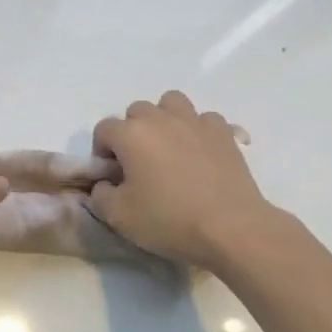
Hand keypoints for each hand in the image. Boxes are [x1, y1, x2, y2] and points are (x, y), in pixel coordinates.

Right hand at [88, 91, 300, 270]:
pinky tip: (200, 152)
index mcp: (131, 134)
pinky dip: (199, 130)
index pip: (104, 129)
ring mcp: (195, 122)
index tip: (112, 175)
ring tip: (169, 147)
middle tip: (139, 163)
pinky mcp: (224, 133)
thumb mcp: (119, 217)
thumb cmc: (169, 220)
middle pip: (136, 111)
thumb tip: (105, 184)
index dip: (101, 150)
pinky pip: (205, 119)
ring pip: (171, 103)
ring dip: (165, 120)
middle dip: (132, 132)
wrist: (231, 228)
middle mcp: (160, 119)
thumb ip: (100, 195)